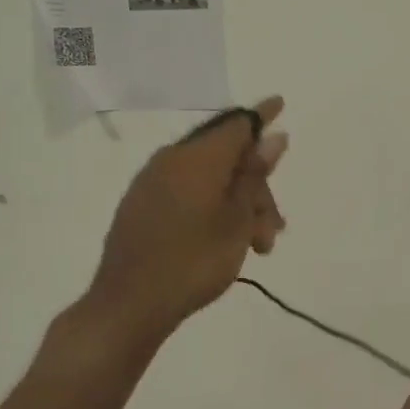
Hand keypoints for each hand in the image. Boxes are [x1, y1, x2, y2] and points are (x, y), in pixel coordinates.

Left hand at [73, 98, 288, 345]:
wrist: (128, 306)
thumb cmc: (194, 261)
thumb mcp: (237, 219)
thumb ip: (254, 175)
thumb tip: (271, 137)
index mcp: (197, 157)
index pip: (237, 123)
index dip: (262, 115)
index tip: (281, 103)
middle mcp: (172, 160)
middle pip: (227, 157)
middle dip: (257, 187)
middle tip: (275, 229)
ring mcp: (152, 183)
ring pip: (210, 179)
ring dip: (239, 205)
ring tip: (257, 247)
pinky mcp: (142, 206)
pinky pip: (188, 192)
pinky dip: (214, 208)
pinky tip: (226, 238)